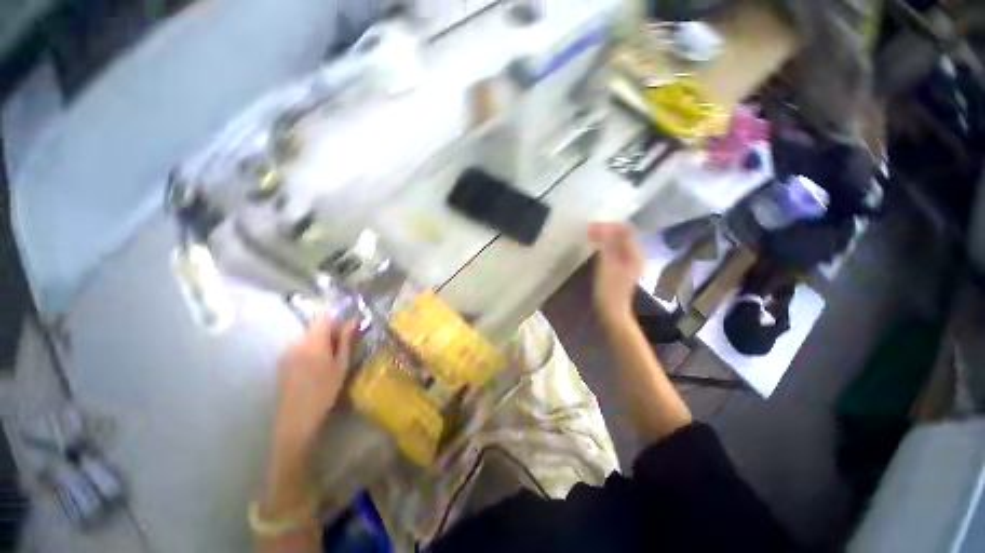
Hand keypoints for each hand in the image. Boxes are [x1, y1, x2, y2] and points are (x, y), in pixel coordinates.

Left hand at [273, 317, 356, 450]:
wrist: (296, 418)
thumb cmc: (325, 391)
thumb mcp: (341, 365)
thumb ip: (346, 340)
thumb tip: (353, 321)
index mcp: (313, 341)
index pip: (323, 317)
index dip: (337, 319)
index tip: (348, 329)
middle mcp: (296, 342)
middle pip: (315, 326)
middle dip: (330, 332)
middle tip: (343, 348)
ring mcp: (287, 351)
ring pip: (308, 337)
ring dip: (321, 342)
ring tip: (330, 360)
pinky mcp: (282, 361)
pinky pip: (300, 347)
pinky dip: (311, 350)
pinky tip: (316, 368)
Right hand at [588, 222, 642, 323]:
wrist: (612, 312)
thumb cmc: (609, 290)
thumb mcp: (607, 265)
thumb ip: (607, 245)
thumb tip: (603, 227)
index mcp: (634, 254)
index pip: (625, 230)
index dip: (609, 225)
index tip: (592, 227)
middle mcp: (635, 255)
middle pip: (622, 235)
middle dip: (606, 230)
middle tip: (588, 231)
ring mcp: (629, 263)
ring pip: (618, 243)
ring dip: (605, 238)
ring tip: (590, 237)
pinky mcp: (621, 268)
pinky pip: (614, 250)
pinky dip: (605, 246)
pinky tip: (596, 248)